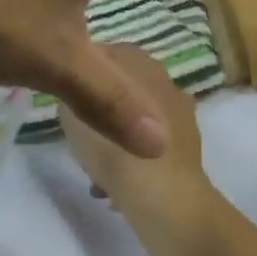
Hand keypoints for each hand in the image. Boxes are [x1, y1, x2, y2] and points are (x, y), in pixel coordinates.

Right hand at [63, 46, 207, 208]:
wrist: (163, 198)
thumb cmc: (113, 149)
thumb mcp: (72, 113)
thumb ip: (75, 92)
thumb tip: (81, 90)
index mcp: (139, 61)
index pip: (104, 56)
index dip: (84, 79)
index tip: (68, 104)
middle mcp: (164, 79)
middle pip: (122, 92)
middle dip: (102, 116)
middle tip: (80, 142)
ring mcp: (181, 112)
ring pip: (136, 124)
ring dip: (116, 144)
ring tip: (96, 173)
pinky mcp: (188, 146)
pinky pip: (150, 148)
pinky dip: (134, 163)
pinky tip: (116, 189)